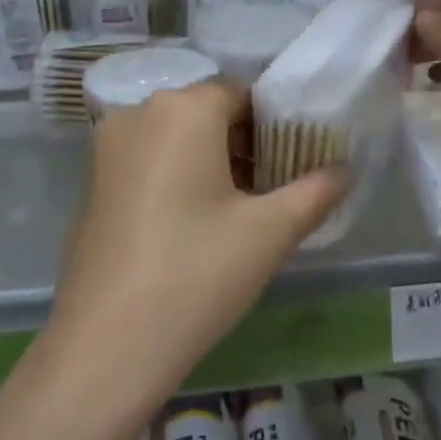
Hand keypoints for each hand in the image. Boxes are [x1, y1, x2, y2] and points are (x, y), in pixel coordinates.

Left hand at [47, 81, 347, 413]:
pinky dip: (179, 176)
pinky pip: (149, 160)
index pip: (243, 94)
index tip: (299, 161)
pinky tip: (198, 224)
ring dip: (213, 161)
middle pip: (208, 113)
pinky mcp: (93, 182)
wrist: (106, 345)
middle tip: (277, 189)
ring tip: (244, 210)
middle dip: (247, 144)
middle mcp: (139, 112)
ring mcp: (108, 147)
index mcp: (183, 108)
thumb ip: (316, 191)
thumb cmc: (196, 274)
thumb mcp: (270, 232)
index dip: (277, 124)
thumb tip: (347, 169)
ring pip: (177, 137)